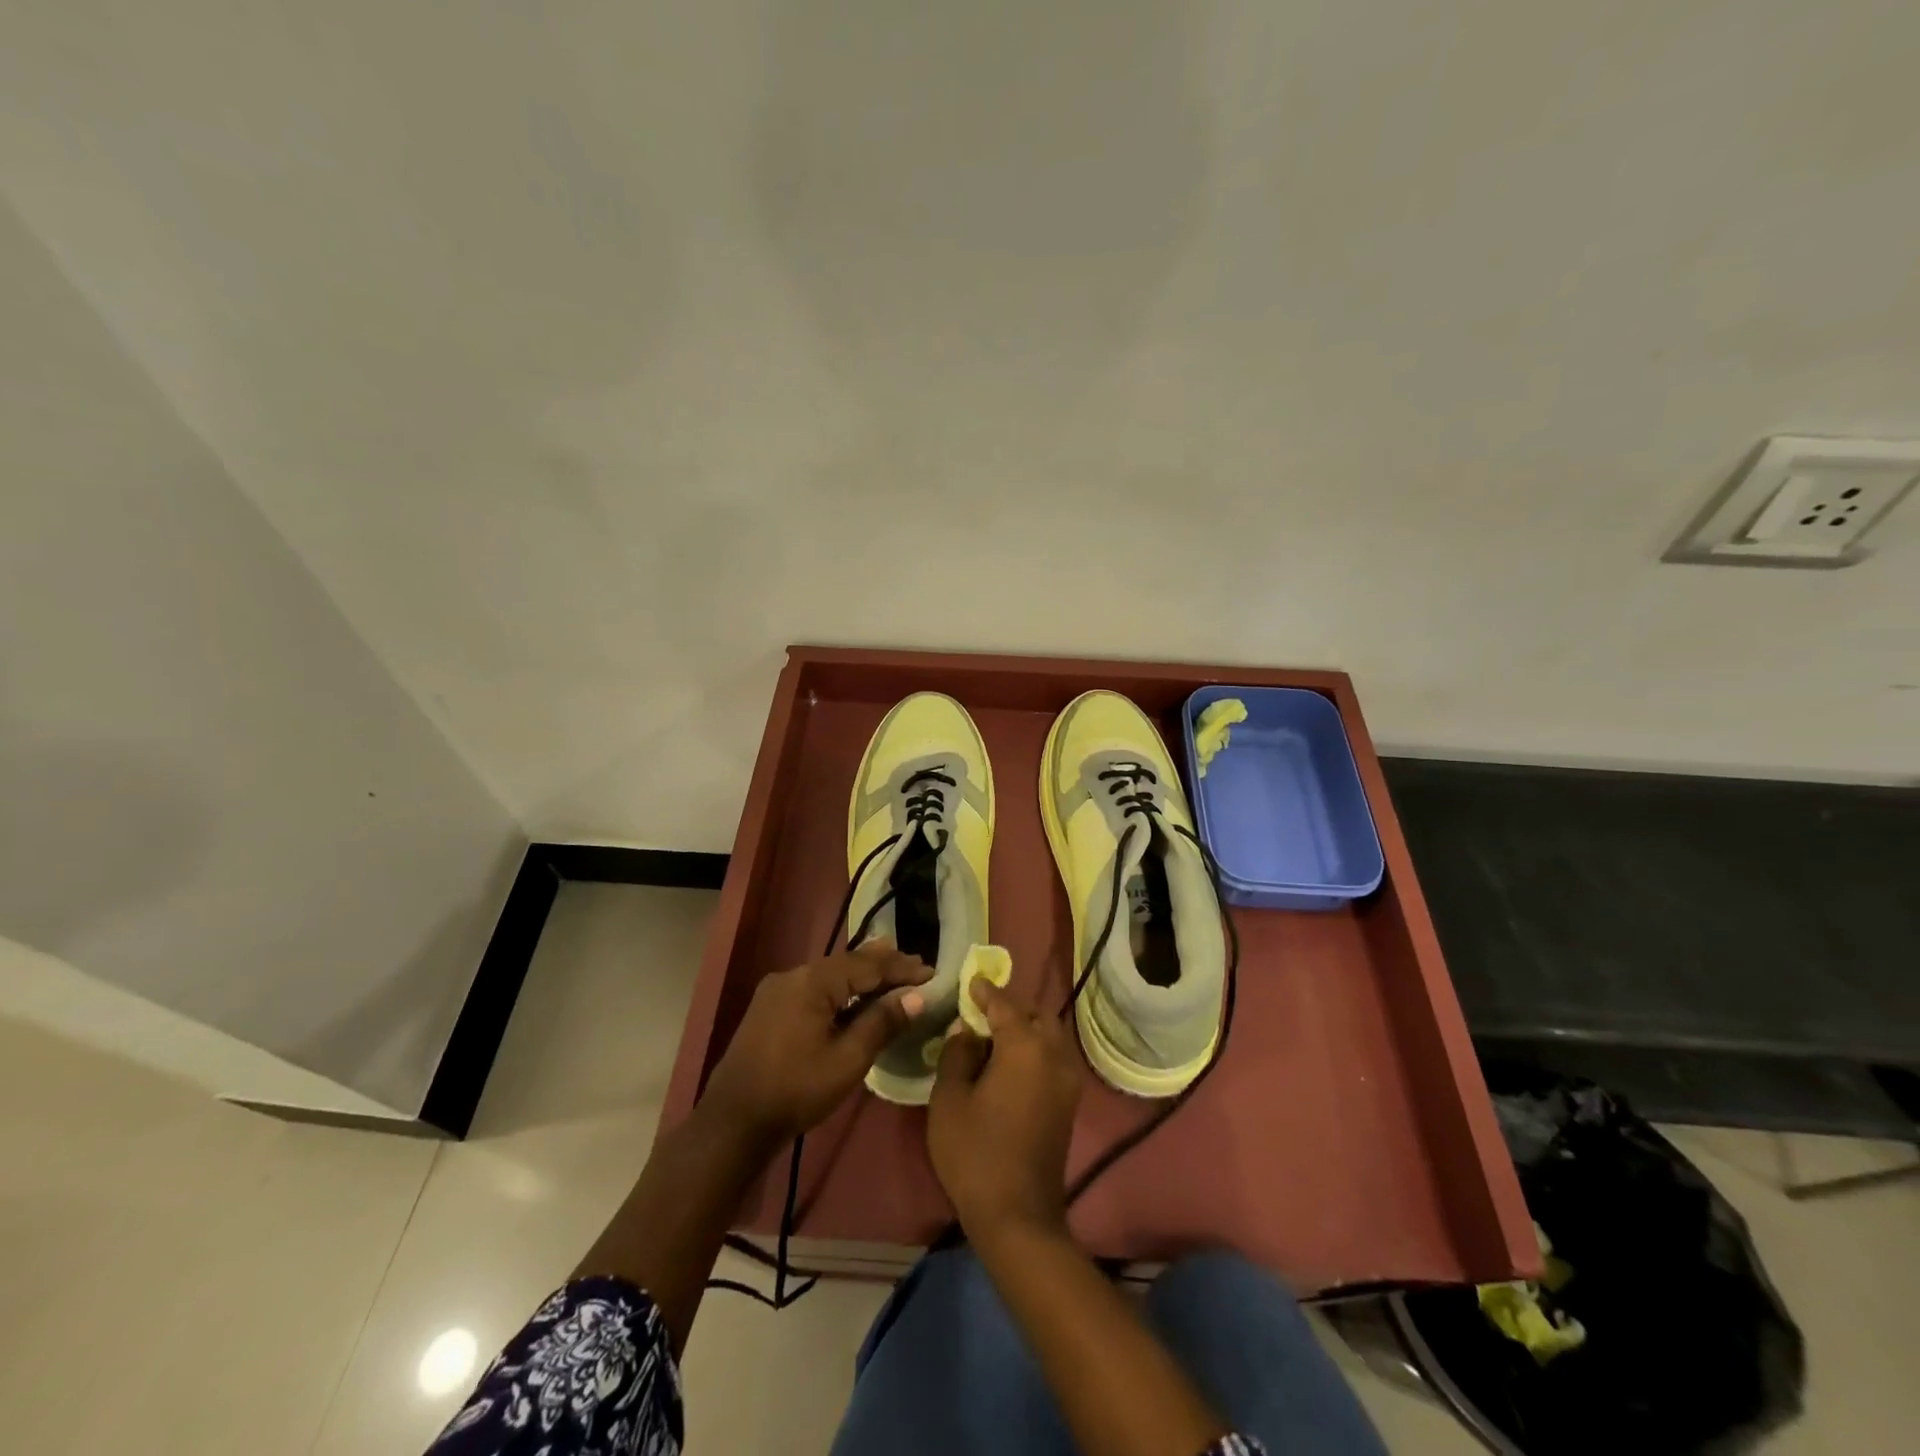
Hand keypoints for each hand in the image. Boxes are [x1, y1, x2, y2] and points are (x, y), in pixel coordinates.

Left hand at [701, 940, 930, 1143]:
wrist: (732, 1123)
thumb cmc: (796, 1090)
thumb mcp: (848, 1060)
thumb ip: (882, 1023)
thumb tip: (916, 996)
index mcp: (812, 981)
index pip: (866, 965)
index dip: (900, 967)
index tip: (931, 970)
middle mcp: (793, 974)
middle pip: (847, 964)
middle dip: (883, 966)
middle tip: (916, 967)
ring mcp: (777, 990)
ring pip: (830, 975)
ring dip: (862, 978)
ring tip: (893, 977)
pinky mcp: (770, 1007)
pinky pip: (814, 988)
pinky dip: (841, 991)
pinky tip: (855, 998)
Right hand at [928, 978, 1082, 1241]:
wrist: (1018, 1215)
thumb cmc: (975, 1153)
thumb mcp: (950, 1099)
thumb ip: (957, 1054)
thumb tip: (968, 1030)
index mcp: (1025, 1046)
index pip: (1004, 1004)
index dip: (985, 991)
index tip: (971, 980)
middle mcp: (1053, 1054)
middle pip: (1035, 1014)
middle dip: (1011, 1007)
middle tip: (982, 1010)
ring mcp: (1067, 1079)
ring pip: (1049, 1035)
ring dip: (1026, 1027)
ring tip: (994, 1035)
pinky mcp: (1069, 1102)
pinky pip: (1053, 1057)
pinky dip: (1035, 1048)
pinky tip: (1010, 1061)